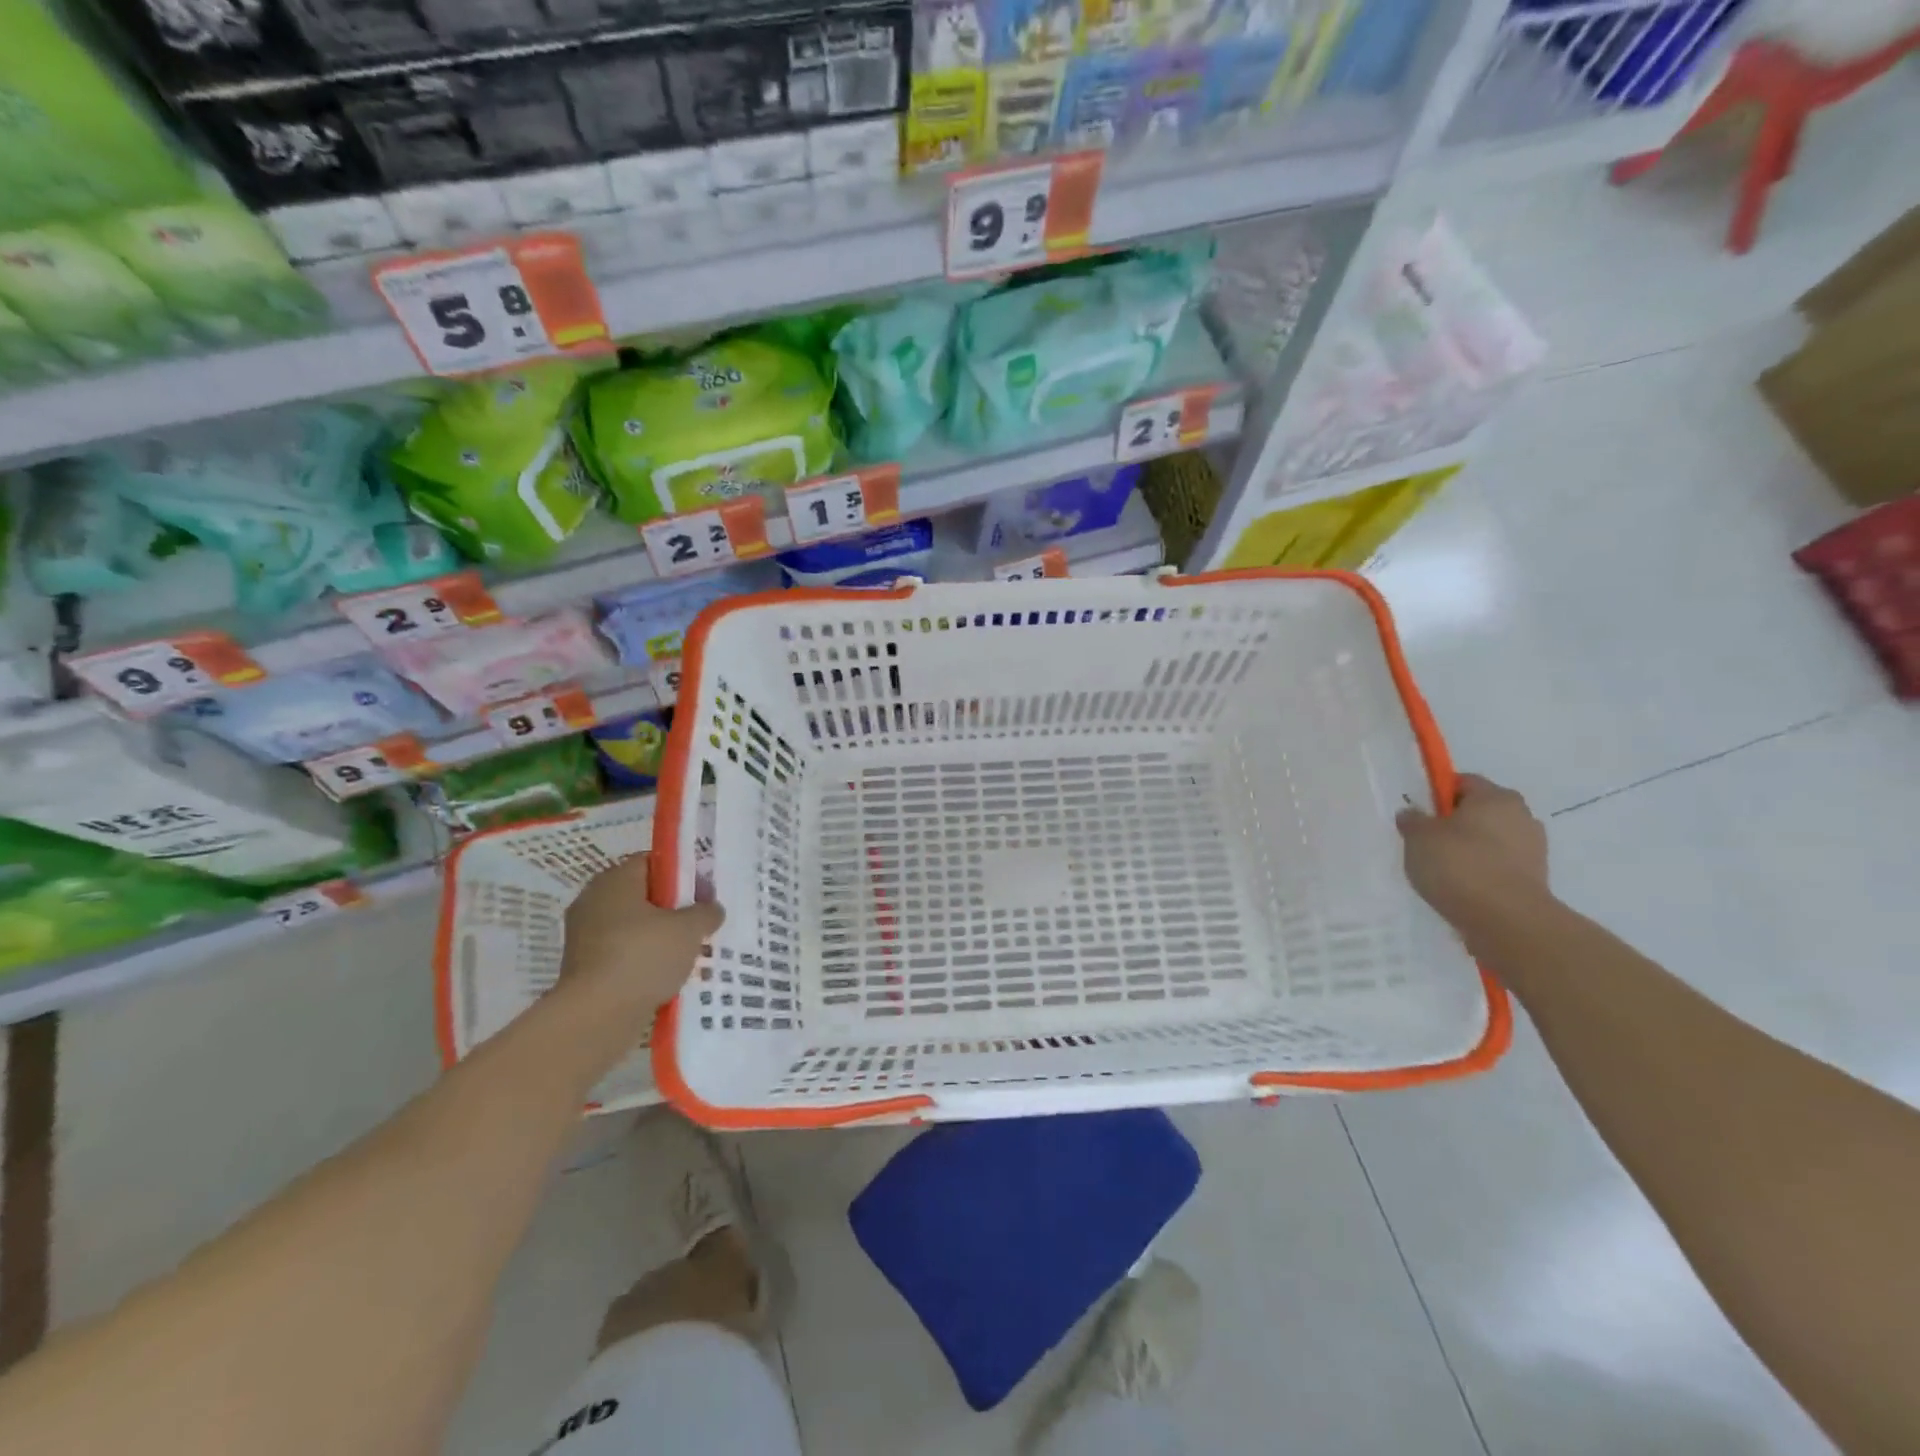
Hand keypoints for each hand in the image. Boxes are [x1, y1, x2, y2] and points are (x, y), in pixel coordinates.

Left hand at [559, 854, 723, 1013]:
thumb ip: (705, 912)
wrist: (596, 1015)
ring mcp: (584, 936)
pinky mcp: (583, 967)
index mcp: (615, 880)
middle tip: (699, 923)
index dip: (681, 874)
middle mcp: (593, 900)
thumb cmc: (644, 956)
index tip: (703, 893)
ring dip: (658, 938)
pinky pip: (622, 954)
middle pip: (642, 895)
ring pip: (632, 927)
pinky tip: (666, 976)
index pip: (652, 862)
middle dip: (672, 909)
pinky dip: (642, 961)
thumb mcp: (689, 929)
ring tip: (688, 953)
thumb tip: (711, 909)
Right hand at [1395, 774, 1550, 931]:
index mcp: (1495, 797)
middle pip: (1480, 811)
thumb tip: (1413, 814)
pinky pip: (1499, 865)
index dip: (1437, 794)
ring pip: (1491, 839)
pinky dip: (1482, 871)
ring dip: (1470, 848)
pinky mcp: (1535, 878)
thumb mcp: (1418, 837)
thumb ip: (1412, 820)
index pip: (1462, 782)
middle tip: (1427, 842)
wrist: (1506, 920)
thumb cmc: (1459, 865)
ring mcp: (1533, 848)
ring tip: (1443, 870)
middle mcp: (1521, 815)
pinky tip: (1462, 887)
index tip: (1419, 814)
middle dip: (1454, 822)